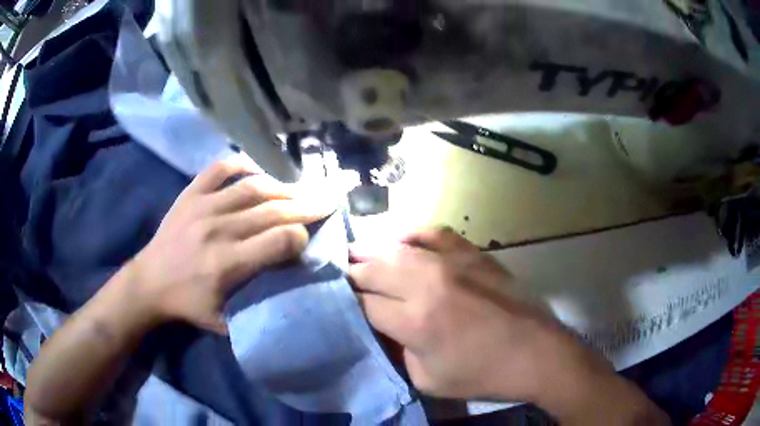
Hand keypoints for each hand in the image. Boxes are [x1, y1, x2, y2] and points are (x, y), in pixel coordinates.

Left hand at [127, 155, 332, 333]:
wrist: (148, 282)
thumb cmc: (187, 304)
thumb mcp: (225, 322)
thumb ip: (258, 309)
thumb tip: (291, 293)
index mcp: (228, 264)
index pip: (279, 240)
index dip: (301, 237)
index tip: (308, 239)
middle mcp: (219, 229)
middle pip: (273, 210)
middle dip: (305, 206)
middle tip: (326, 202)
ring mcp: (203, 205)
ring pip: (253, 187)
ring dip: (283, 187)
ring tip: (301, 190)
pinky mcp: (191, 193)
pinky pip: (221, 168)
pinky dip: (243, 165)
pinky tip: (258, 170)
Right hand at [350, 228, 667, 424]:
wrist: (536, 353)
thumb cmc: (482, 375)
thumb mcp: (428, 380)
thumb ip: (398, 352)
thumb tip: (383, 327)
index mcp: (415, 322)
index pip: (365, 303)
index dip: (349, 302)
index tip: (340, 301)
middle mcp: (428, 284)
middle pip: (375, 268)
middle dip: (355, 272)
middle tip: (342, 275)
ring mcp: (453, 263)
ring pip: (398, 247)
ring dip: (374, 250)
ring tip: (358, 252)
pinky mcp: (473, 254)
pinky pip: (435, 232)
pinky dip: (413, 233)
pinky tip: (403, 239)